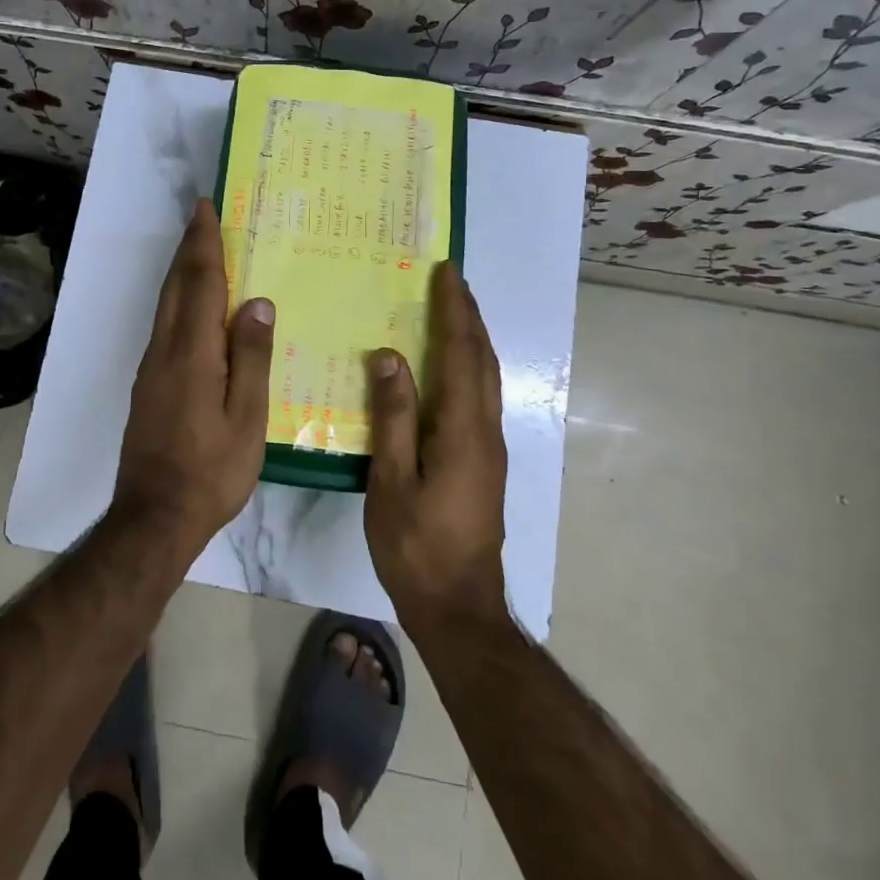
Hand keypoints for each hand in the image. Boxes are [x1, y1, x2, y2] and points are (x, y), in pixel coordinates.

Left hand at [112, 199, 275, 548]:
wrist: (154, 516)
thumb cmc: (211, 470)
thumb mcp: (247, 419)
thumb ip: (251, 358)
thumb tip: (256, 303)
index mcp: (193, 353)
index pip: (200, 284)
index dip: (203, 244)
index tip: (205, 209)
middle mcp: (165, 350)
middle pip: (175, 286)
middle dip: (188, 248)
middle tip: (201, 216)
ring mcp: (152, 368)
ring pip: (165, 305)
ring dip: (181, 271)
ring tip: (199, 249)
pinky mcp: (148, 385)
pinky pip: (164, 325)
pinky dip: (177, 299)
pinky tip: (192, 307)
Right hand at [364, 261, 509, 629]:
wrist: (459, 606)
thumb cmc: (417, 545)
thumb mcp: (392, 481)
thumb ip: (393, 417)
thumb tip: (389, 357)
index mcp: (464, 430)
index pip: (462, 354)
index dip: (455, 310)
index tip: (446, 273)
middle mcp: (486, 431)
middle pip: (482, 360)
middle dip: (469, 316)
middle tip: (450, 281)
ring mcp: (490, 448)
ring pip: (486, 378)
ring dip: (472, 338)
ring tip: (451, 311)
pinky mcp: (485, 462)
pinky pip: (480, 397)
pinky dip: (468, 366)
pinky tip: (447, 368)